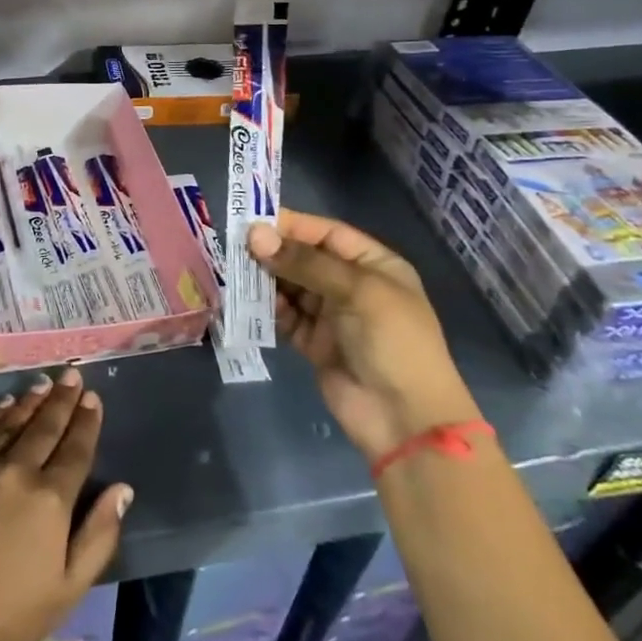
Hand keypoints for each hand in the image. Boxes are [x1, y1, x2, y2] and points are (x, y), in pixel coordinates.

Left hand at [0, 368, 131, 640]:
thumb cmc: (4, 616)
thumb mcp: (67, 589)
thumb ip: (98, 536)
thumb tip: (123, 489)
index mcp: (50, 500)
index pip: (75, 450)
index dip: (86, 422)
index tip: (92, 398)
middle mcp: (17, 471)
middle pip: (45, 427)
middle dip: (62, 399)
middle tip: (72, 375)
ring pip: (12, 422)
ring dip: (31, 401)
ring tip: (44, 383)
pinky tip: (4, 404)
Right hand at [247, 210, 480, 457]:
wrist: (405, 419)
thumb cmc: (392, 341)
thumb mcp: (355, 291)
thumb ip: (304, 262)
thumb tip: (255, 235)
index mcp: (374, 265)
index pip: (327, 234)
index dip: (292, 225)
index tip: (253, 221)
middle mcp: (352, 286)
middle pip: (306, 259)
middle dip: (274, 252)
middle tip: (236, 246)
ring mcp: (333, 316)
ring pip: (292, 287)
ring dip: (267, 279)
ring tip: (237, 271)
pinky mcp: (315, 343)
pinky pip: (287, 317)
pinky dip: (269, 309)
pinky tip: (250, 302)